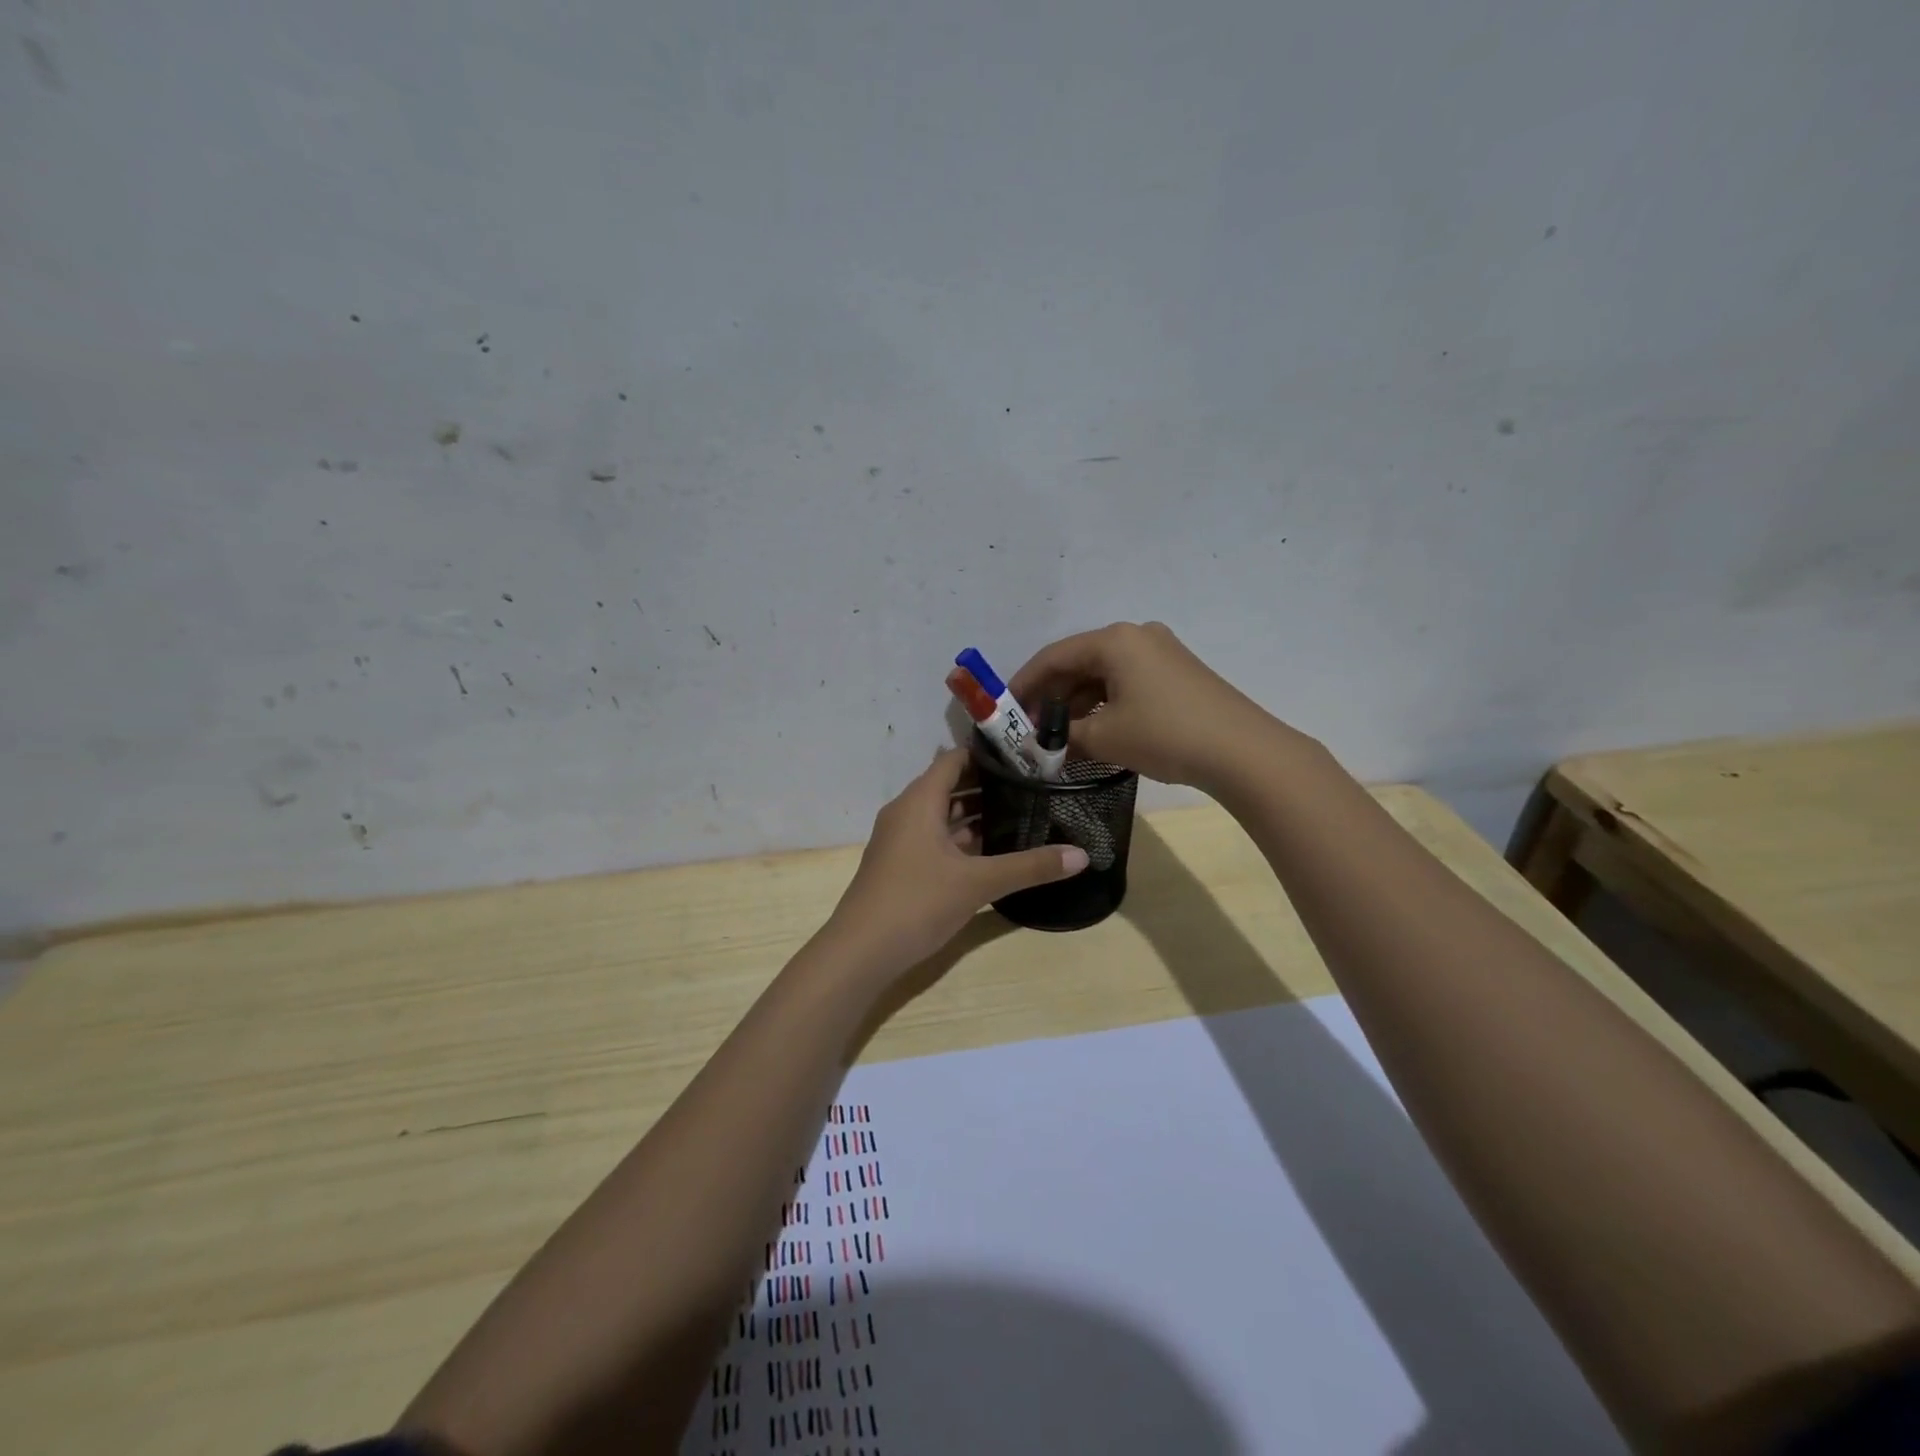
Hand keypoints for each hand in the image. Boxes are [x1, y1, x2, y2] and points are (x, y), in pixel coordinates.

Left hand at [824, 749, 1088, 973]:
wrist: (860, 952)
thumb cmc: (916, 902)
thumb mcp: (978, 883)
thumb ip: (1029, 866)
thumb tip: (1082, 855)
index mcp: (919, 801)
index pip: (954, 760)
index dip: (988, 755)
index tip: (1026, 756)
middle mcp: (907, 812)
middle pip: (950, 785)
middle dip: (989, 785)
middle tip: (1033, 785)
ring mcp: (901, 840)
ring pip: (943, 815)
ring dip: (976, 813)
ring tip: (1021, 813)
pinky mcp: (901, 865)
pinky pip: (936, 838)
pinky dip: (962, 838)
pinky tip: (993, 850)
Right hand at [1009, 621, 1289, 791]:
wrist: (1242, 752)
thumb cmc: (1165, 734)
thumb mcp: (1105, 738)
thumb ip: (1063, 737)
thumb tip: (1037, 745)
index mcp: (1114, 640)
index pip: (1054, 657)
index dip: (1024, 684)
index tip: (1004, 710)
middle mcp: (1136, 636)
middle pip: (1079, 663)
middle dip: (1051, 696)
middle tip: (1030, 728)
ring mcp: (1160, 653)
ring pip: (1103, 675)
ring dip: (1077, 704)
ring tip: (1058, 737)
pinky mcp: (1177, 673)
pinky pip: (1126, 683)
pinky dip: (1104, 705)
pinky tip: (1093, 732)